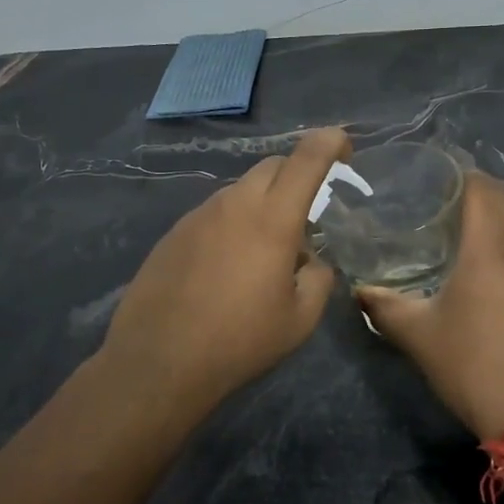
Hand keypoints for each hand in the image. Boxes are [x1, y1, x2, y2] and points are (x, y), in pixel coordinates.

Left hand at [100, 127, 350, 410]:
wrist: (158, 362)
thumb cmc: (239, 341)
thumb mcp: (299, 320)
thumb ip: (319, 279)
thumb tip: (311, 263)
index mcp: (273, 219)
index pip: (307, 158)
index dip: (330, 142)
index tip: (344, 149)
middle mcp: (234, 204)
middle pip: (272, 166)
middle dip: (297, 176)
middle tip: (307, 213)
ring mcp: (198, 215)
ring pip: (241, 190)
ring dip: (263, 204)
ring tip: (265, 252)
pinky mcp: (174, 233)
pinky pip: (214, 214)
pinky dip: (233, 224)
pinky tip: (227, 268)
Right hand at [358, 173, 503, 438]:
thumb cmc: (475, 366)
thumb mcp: (419, 336)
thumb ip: (385, 307)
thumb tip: (359, 291)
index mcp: (490, 248)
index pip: (481, 188)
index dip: (459, 174)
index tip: (433, 176)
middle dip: (478, 190)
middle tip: (442, 199)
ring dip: (496, 218)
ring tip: (460, 230)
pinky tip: (486, 271)